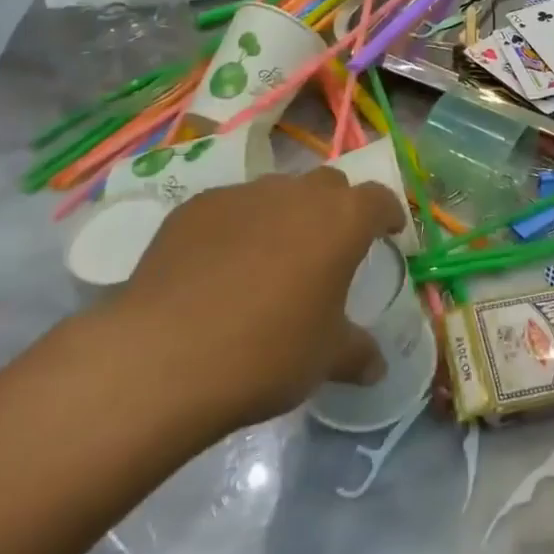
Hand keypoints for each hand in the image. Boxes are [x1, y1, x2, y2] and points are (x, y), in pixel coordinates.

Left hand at [104, 168, 408, 433]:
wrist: (165, 355)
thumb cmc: (267, 352)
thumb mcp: (324, 359)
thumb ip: (357, 353)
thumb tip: (377, 367)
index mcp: (341, 220)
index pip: (378, 199)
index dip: (386, 214)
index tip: (387, 231)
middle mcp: (297, 193)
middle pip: (328, 186)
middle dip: (335, 209)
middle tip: (328, 248)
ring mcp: (243, 194)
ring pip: (277, 193)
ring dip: (285, 216)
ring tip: (270, 260)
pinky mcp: (196, 207)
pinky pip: (230, 209)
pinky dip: (236, 228)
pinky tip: (218, 268)